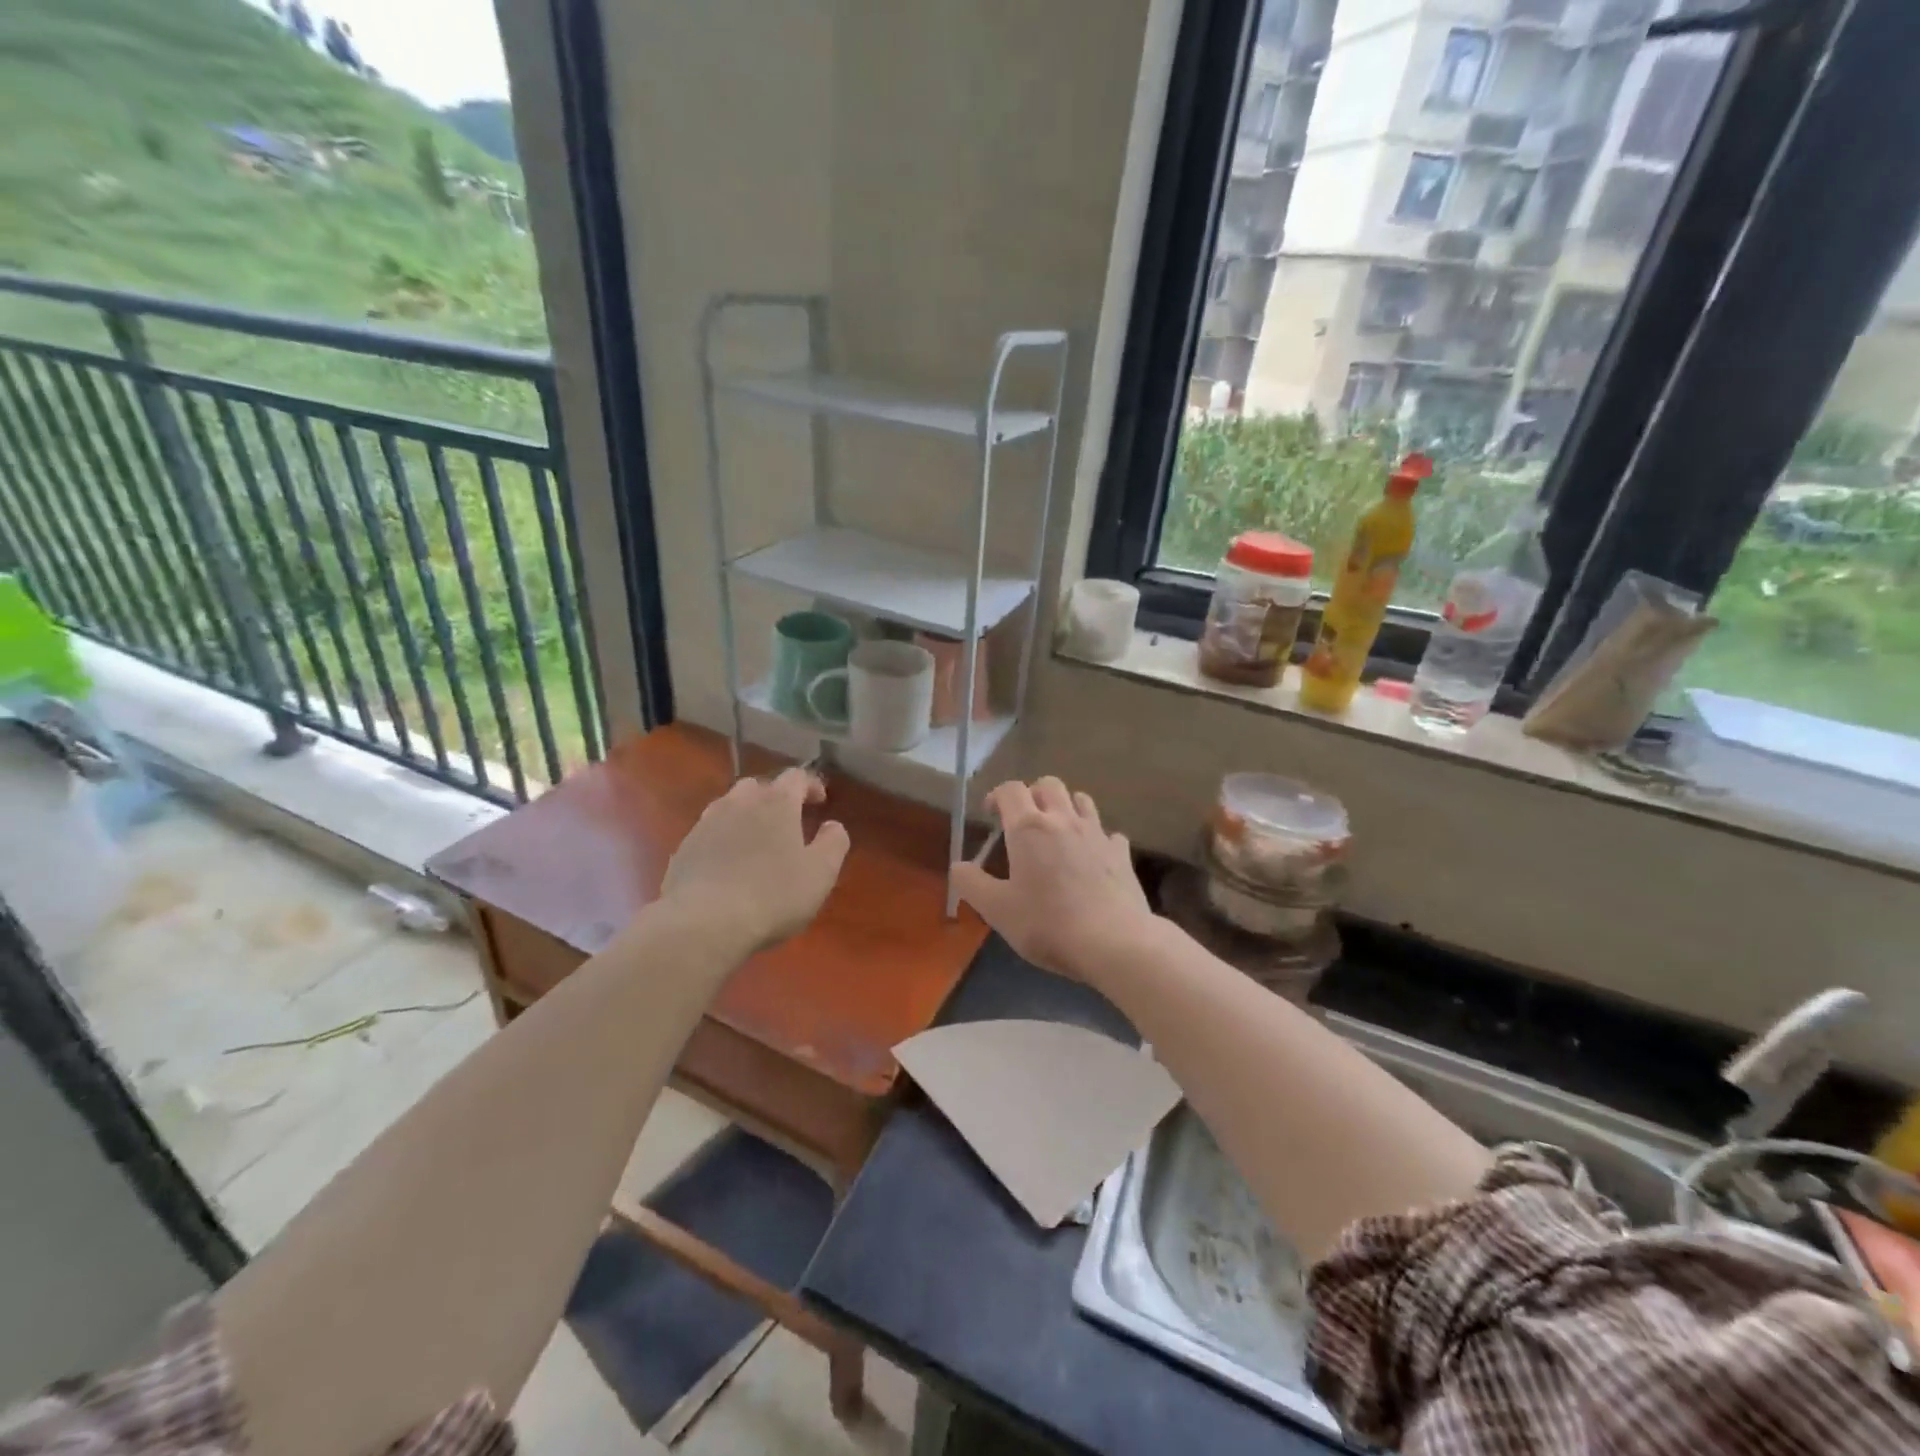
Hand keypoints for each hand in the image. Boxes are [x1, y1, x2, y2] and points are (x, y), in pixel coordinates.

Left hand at [659, 768, 849, 952]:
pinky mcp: (683, 849)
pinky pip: (708, 834)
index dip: (810, 785)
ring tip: (755, 841)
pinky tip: (727, 866)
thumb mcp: (820, 873)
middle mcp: (739, 802)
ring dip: (745, 816)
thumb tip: (833, 826)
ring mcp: (706, 824)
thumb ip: (834, 843)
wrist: (704, 924)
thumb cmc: (773, 895)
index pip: (796, 777)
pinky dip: (722, 840)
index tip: (820, 801)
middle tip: (787, 822)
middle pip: (758, 786)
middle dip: (774, 798)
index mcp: (777, 802)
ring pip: (729, 807)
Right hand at [952, 778, 1154, 981]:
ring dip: (1066, 806)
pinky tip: (1092, 856)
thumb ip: (972, 884)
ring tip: (1057, 830)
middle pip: (1048, 784)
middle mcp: (1063, 820)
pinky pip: (1108, 832)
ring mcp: (1097, 834)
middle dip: (1033, 794)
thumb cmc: (1047, 924)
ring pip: (1081, 800)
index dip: (997, 796)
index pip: (1010, 790)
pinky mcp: (1121, 853)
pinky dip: (1096, 837)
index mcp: (1028, 828)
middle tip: (1023, 820)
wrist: (1113, 942)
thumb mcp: (997, 910)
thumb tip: (958, 866)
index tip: (990, 814)